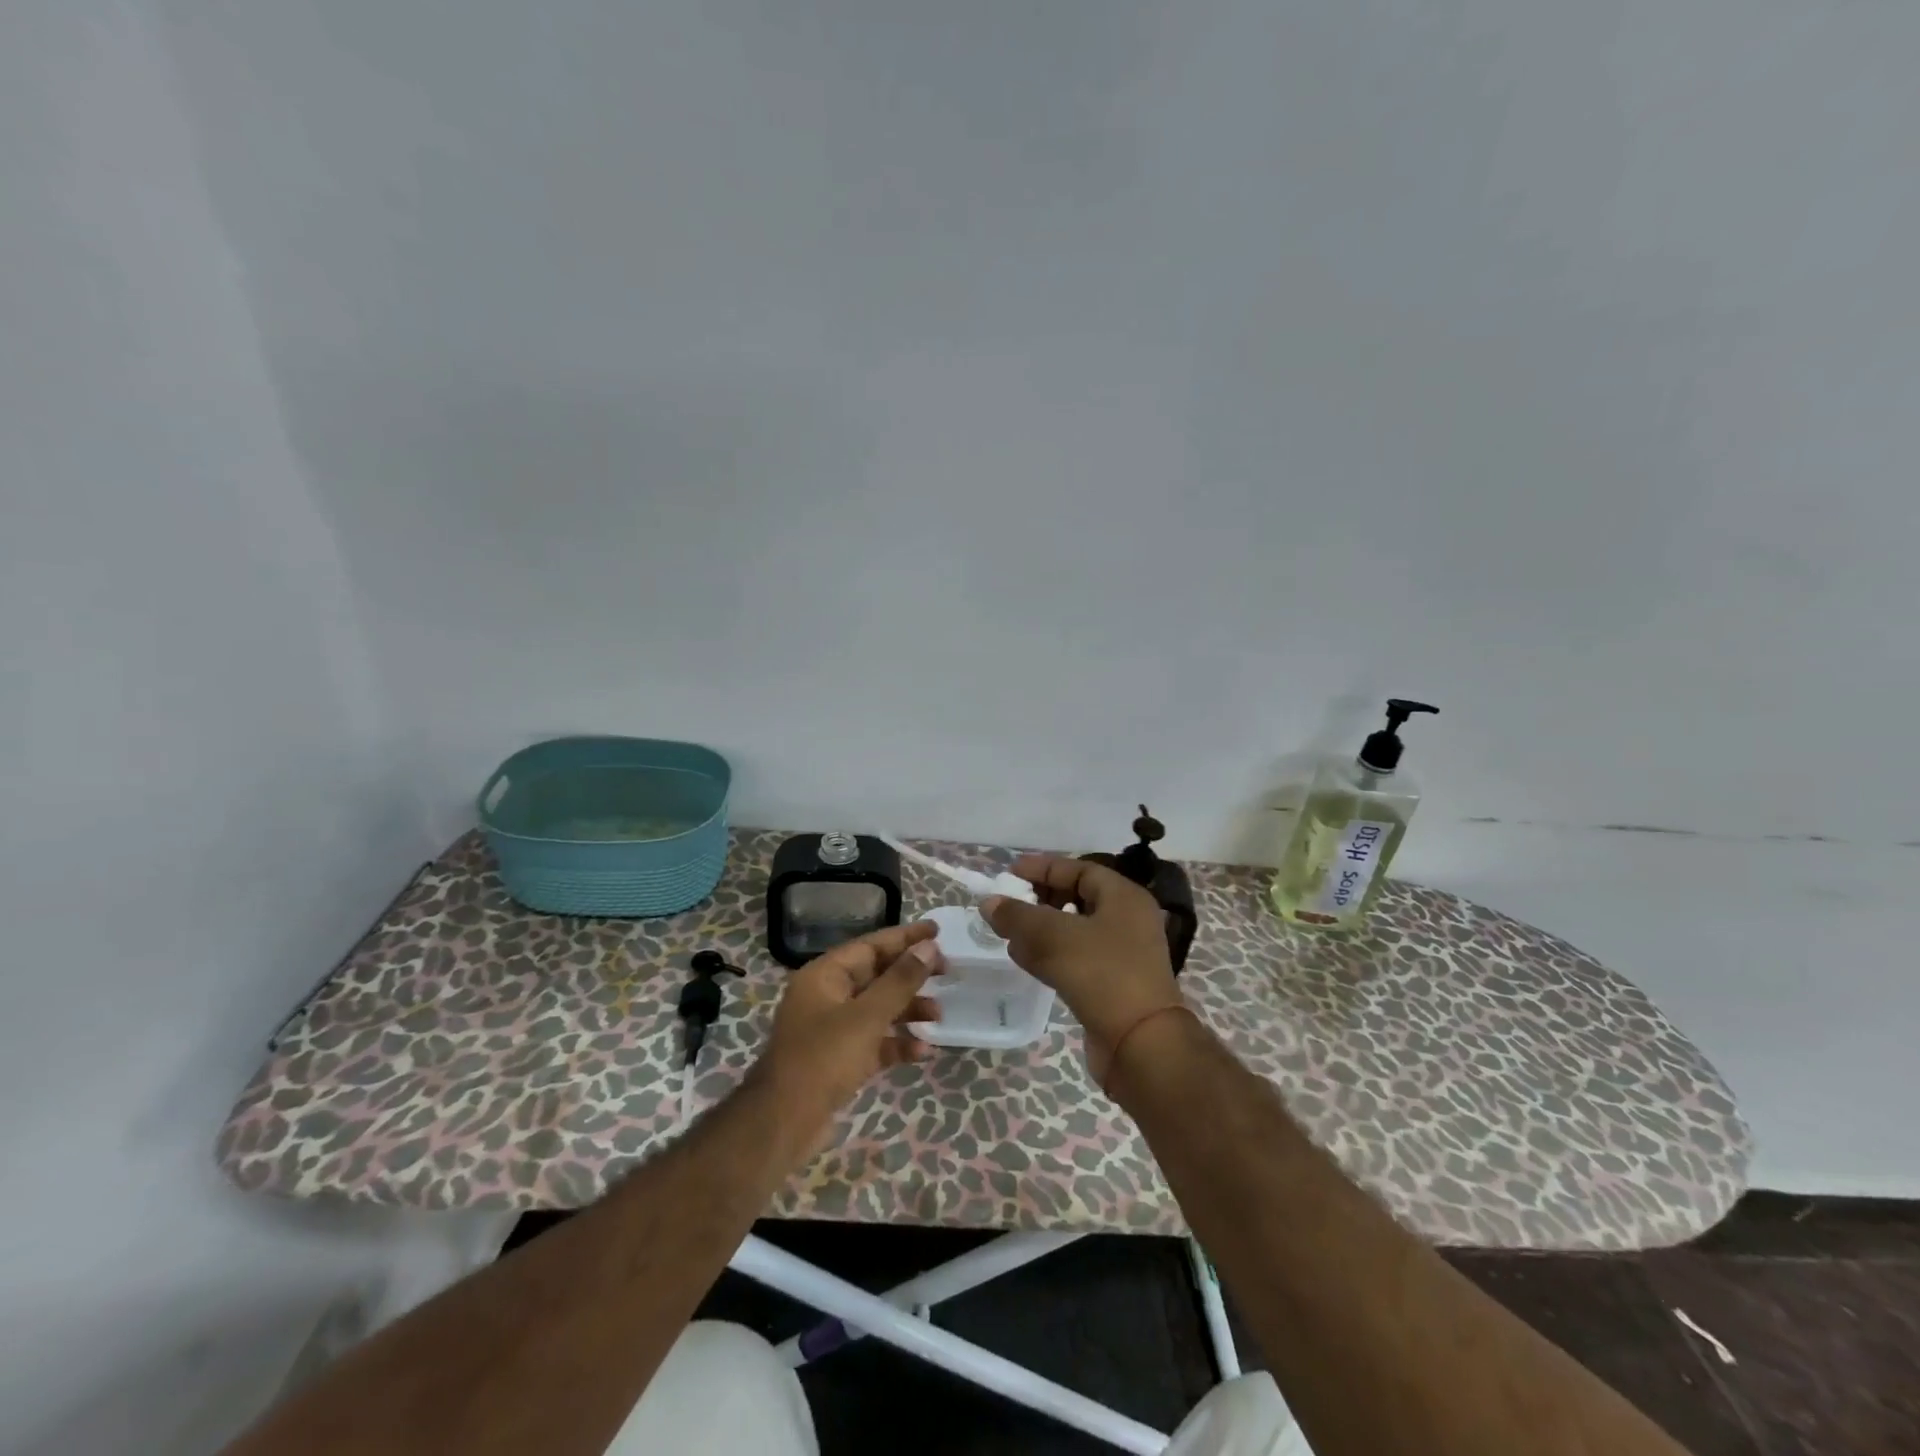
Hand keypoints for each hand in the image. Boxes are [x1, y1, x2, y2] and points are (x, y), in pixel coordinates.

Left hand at [755, 921, 943, 1128]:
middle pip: (876, 975)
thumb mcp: (867, 1016)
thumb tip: (928, 947)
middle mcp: (827, 996)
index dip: (905, 937)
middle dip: (911, 975)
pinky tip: (923, 1051)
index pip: (870, 945)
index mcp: (825, 975)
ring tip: (939, 1016)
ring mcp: (832, 1028)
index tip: (937, 931)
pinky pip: (874, 1040)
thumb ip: (900, 981)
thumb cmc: (823, 1058)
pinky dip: (897, 1042)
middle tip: (947, 972)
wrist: (783, 1123)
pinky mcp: (839, 1059)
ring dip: (908, 1010)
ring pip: (878, 1009)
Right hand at [983, 855, 1183, 1085]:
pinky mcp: (1113, 984)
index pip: (1079, 869)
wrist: (1141, 1044)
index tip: (1010, 872)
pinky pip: (1077, 958)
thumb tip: (989, 903)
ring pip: (1075, 931)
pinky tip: (1023, 959)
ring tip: (1008, 932)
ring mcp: (1123, 954)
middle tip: (1010, 902)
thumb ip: (1017, 916)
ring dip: (1041, 929)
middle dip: (1040, 899)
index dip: (1043, 868)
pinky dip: (1050, 954)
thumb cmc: (1101, 974)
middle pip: (1077, 898)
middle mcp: (1128, 920)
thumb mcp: (1053, 937)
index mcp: (1124, 897)